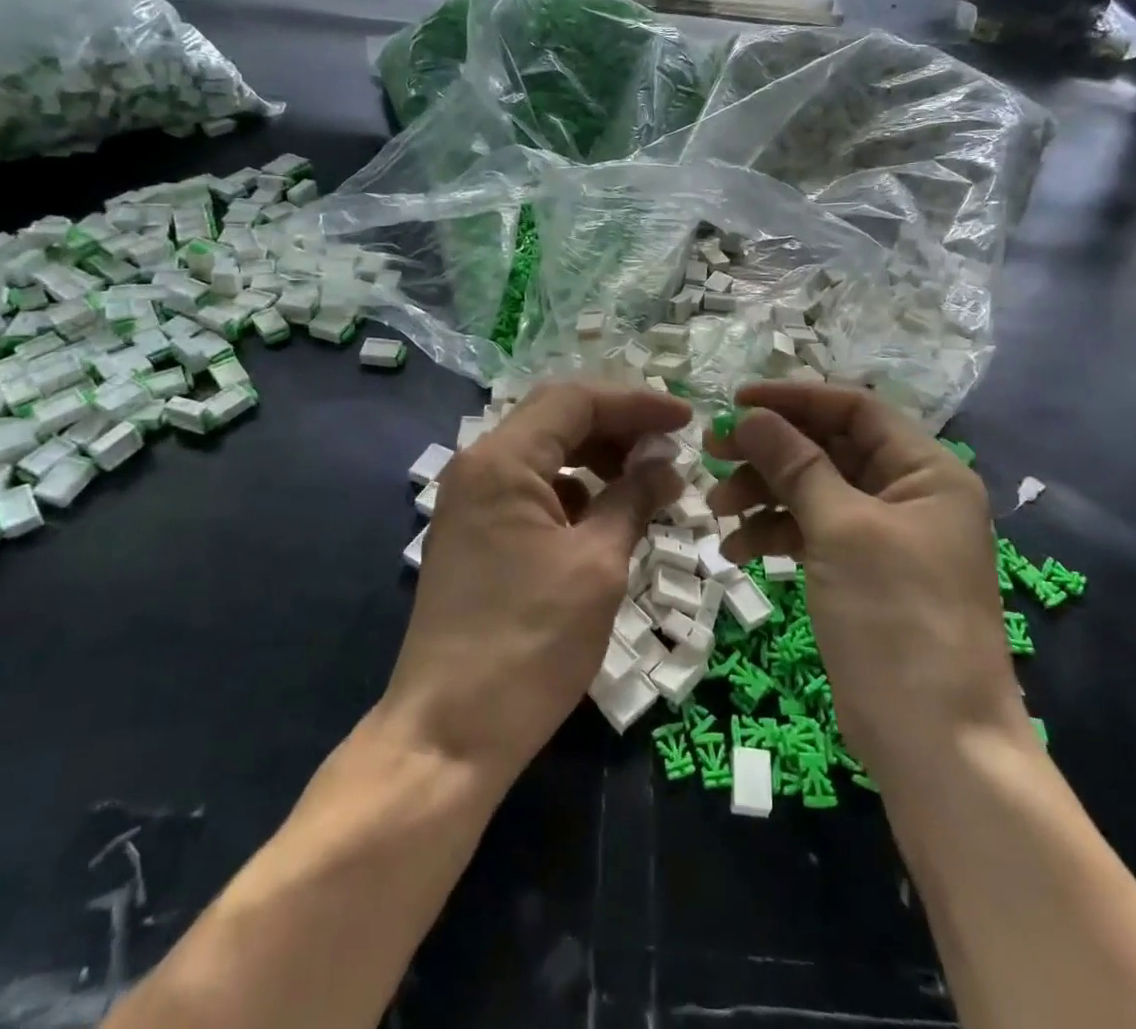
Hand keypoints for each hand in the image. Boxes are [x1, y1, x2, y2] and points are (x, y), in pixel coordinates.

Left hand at [377, 382, 689, 784]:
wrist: (449, 734)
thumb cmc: (530, 643)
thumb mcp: (597, 565)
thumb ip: (633, 498)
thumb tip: (666, 463)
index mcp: (502, 460)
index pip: (575, 401)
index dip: (636, 403)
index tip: (685, 420)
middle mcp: (479, 467)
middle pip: (557, 420)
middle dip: (618, 427)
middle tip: (669, 448)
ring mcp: (471, 502)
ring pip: (545, 455)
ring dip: (598, 459)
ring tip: (647, 481)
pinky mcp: (475, 535)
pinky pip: (532, 491)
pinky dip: (575, 492)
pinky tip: (608, 516)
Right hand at [704, 383, 1024, 779]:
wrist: (936, 744)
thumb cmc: (897, 619)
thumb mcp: (841, 530)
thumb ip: (795, 464)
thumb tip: (750, 415)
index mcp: (926, 472)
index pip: (855, 409)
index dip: (795, 398)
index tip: (736, 400)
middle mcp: (909, 495)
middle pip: (829, 448)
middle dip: (771, 450)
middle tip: (712, 452)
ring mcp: (885, 537)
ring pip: (814, 490)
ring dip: (765, 493)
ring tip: (717, 507)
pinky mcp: (862, 573)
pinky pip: (813, 533)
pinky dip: (775, 534)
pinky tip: (736, 548)